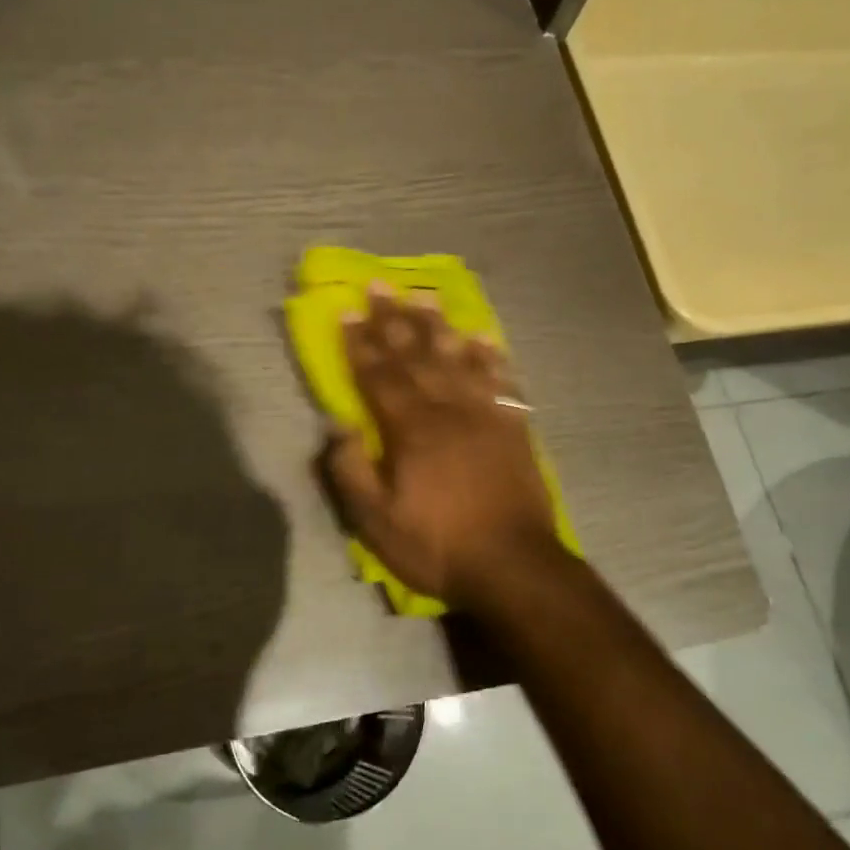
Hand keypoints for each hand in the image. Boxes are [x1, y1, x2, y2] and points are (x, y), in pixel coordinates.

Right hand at [322, 284, 560, 607]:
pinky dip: (490, 357)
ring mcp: (483, 414)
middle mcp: (446, 409)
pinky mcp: (512, 426)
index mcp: (409, 429)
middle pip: (414, 355)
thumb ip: (351, 471)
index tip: (346, 311)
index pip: (377, 375)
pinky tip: (484, 337)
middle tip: (379, 285)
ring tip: (425, 296)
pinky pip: (500, 381)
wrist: (513, 565)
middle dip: (393, 318)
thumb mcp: (376, 522)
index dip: (358, 343)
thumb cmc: (437, 545)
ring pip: (456, 358)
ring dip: (438, 325)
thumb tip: (336, 425)